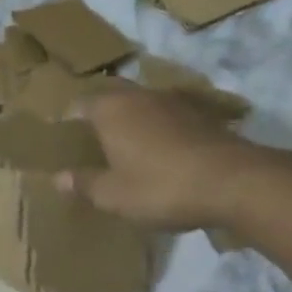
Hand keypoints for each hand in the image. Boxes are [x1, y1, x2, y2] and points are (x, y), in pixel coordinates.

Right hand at [59, 85, 266, 230]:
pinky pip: (169, 118)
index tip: (63, 137)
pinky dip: (160, 130)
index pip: (79, 104)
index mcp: (111, 109)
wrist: (234, 182)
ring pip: (143, 105)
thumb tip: (58, 178)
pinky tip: (162, 153)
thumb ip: (84, 184)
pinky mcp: (203, 116)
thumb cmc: (160, 186)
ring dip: (133, 121)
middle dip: (101, 115)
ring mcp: (175, 102)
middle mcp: (140, 96)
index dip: (69, 120)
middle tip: (92, 140)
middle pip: (112, 98)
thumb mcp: (113, 195)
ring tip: (126, 146)